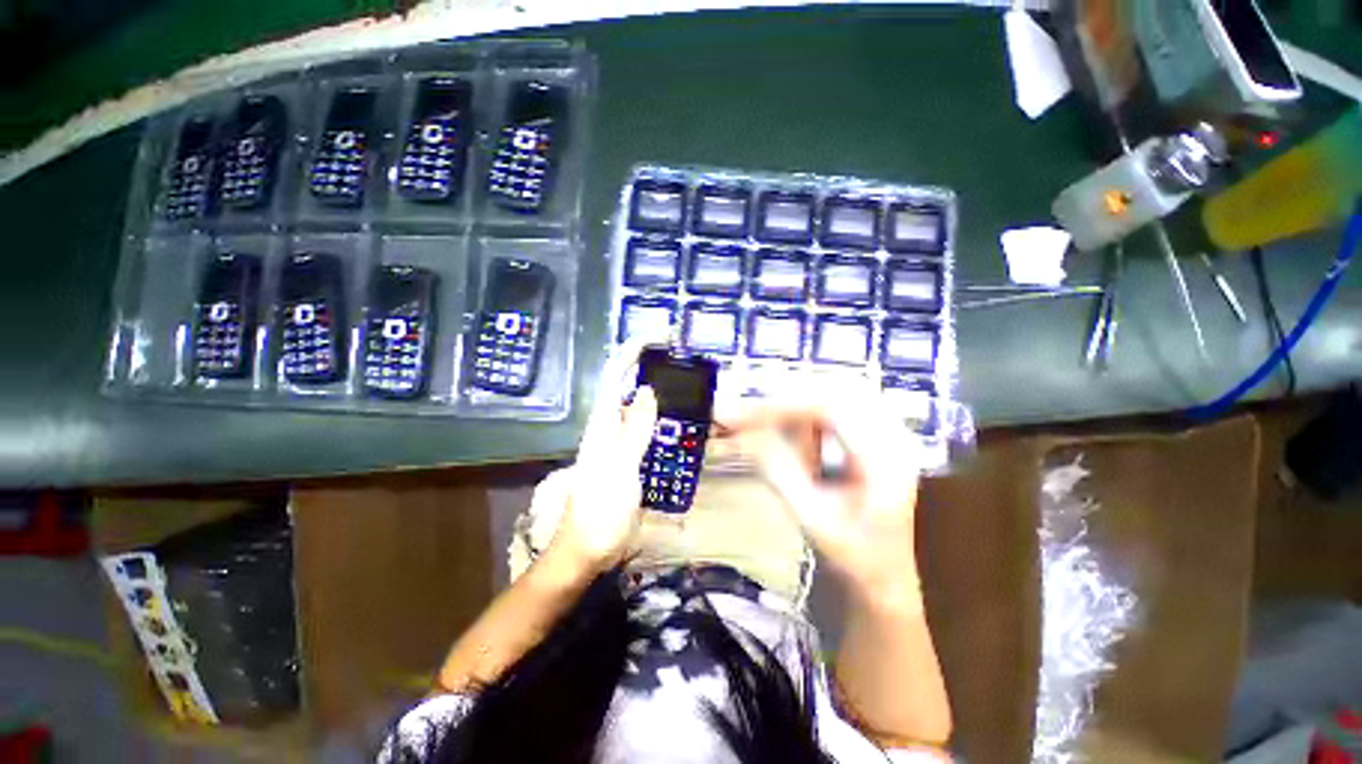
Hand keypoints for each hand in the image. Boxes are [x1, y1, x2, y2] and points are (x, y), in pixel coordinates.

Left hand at [545, 338, 659, 574]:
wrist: (588, 548)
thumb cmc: (600, 509)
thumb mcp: (620, 467)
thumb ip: (635, 428)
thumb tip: (647, 390)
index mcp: (603, 422)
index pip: (615, 374)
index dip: (633, 350)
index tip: (659, 334)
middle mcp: (610, 425)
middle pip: (628, 384)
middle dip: (650, 364)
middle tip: (681, 355)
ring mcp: (621, 442)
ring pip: (640, 405)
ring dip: (659, 387)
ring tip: (686, 378)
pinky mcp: (632, 457)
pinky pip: (649, 427)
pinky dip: (663, 415)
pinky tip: (680, 416)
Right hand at [718, 381, 923, 600]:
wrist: (883, 573)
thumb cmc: (852, 555)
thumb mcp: (811, 517)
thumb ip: (778, 470)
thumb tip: (743, 432)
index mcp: (886, 461)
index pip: (834, 409)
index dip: (784, 404)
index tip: (744, 416)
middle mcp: (895, 435)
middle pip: (840, 387)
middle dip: (790, 394)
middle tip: (749, 410)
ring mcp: (890, 430)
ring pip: (839, 388)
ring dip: (798, 396)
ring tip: (763, 414)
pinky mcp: (877, 431)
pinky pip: (840, 400)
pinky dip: (808, 405)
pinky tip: (789, 419)